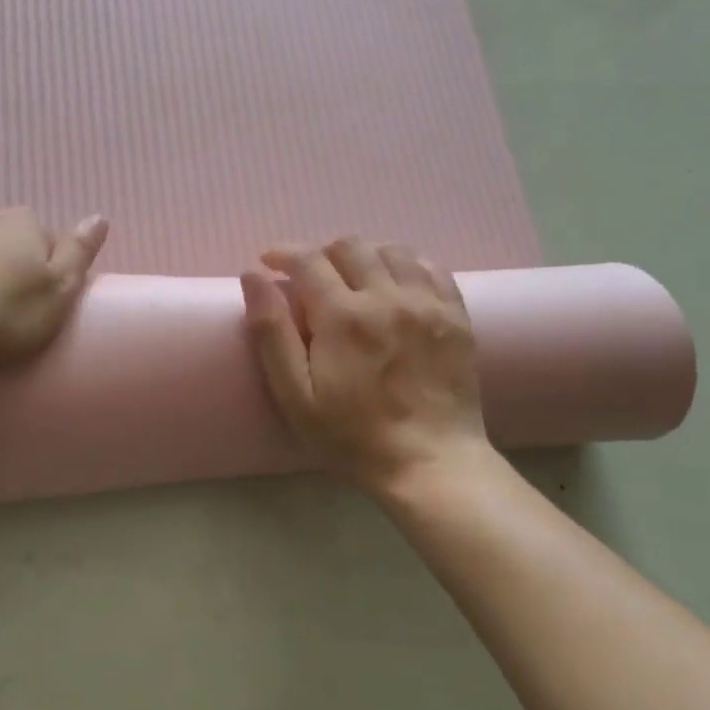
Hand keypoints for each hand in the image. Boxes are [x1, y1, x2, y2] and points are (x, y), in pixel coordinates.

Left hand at [0, 208, 108, 366]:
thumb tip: (99, 217)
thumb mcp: (58, 292)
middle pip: (3, 238)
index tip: (36, 303)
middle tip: (1, 309)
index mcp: (23, 223)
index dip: (45, 271)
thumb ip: (79, 253)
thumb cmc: (0, 314)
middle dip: (5, 264)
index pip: (46, 240)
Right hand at [240, 238, 491, 496]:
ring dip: (364, 255)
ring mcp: (427, 304)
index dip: (283, 253)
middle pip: (350, 246)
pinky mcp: (456, 316)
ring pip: (391, 250)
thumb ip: (271, 332)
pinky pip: (430, 268)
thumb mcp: (295, 396)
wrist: (430, 464)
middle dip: (321, 253)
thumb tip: (253, 276)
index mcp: (343, 316)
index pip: (307, 259)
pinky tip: (394, 284)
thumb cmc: (352, 437)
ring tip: (352, 279)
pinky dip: (405, 264)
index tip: (269, 262)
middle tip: (310, 279)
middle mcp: (387, 297)